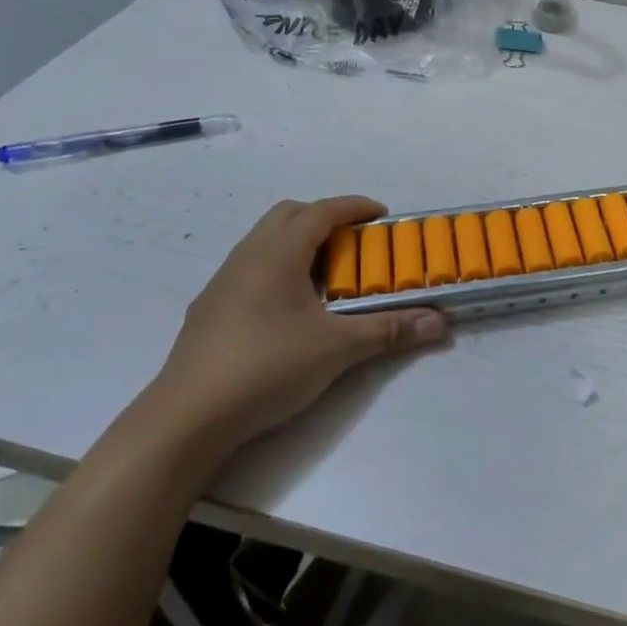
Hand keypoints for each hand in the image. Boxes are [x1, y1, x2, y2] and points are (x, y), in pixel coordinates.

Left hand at [140, 197, 444, 461]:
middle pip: (288, 215)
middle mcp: (247, 257)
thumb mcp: (338, 349)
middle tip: (356, 243)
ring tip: (328, 276)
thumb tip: (439, 323)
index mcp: (277, 254)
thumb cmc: (266, 368)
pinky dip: (279, 269)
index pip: (320, 212)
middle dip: (325, 219)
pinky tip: (291, 309)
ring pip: (265, 242)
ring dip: (300, 244)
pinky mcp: (209, 310)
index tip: (383, 216)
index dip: (355, 207)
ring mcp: (222, 283)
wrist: (187, 419)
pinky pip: (251, 268)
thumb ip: (389, 331)